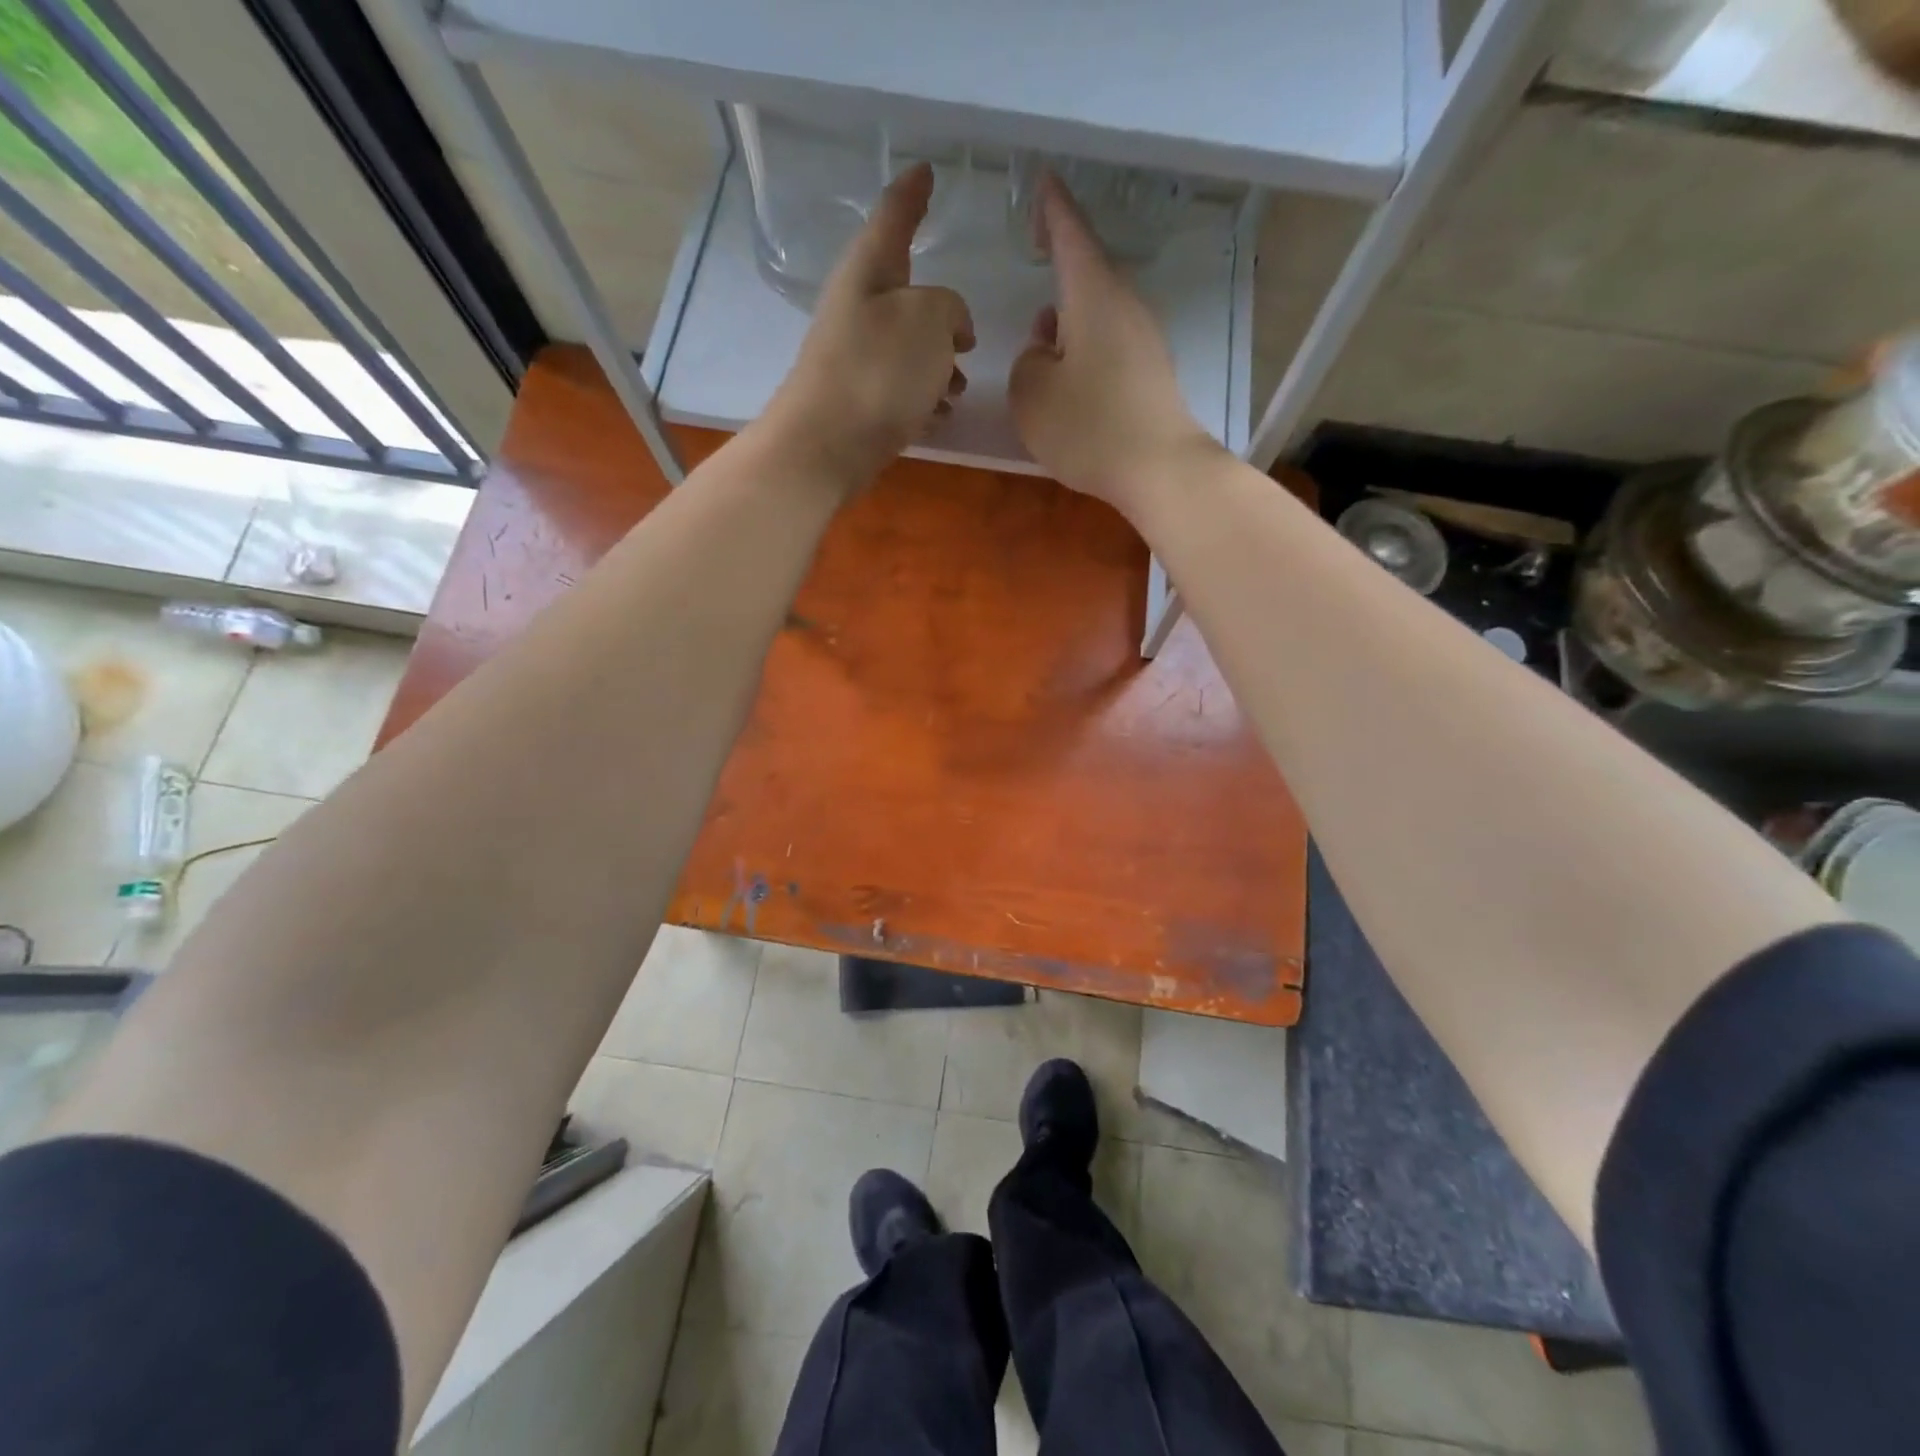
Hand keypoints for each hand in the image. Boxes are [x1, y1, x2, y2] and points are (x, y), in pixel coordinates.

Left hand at [760, 163, 974, 490]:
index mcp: (869, 270)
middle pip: (907, 296)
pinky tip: (939, 417)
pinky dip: (924, 399)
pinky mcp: (860, 402)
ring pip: (909, 350)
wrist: (826, 447)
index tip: (926, 171)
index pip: (894, 216)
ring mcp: (856, 358)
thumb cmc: (878, 372)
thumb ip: (950, 308)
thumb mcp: (929, 320)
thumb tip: (950, 328)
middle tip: (967, 337)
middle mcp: (858, 308)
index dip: (913, 192)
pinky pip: (901, 390)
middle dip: (942, 316)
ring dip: (938, 366)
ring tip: (958, 389)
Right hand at [1008, 174, 1223, 516]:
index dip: (1053, 208)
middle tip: (1037, 252)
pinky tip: (1070, 377)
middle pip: (1088, 274)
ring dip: (1070, 317)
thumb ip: (1027, 361)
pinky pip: (1109, 344)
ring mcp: (1143, 340)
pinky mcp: (1150, 374)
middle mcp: (1124, 306)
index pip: (1071, 235)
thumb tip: (1045, 349)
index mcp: (1093, 295)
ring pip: (1098, 312)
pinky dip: (1085, 348)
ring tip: (1043, 340)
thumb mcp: (1032, 394)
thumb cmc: (1089, 426)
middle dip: (1060, 264)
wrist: (1159, 469)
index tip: (1043, 181)